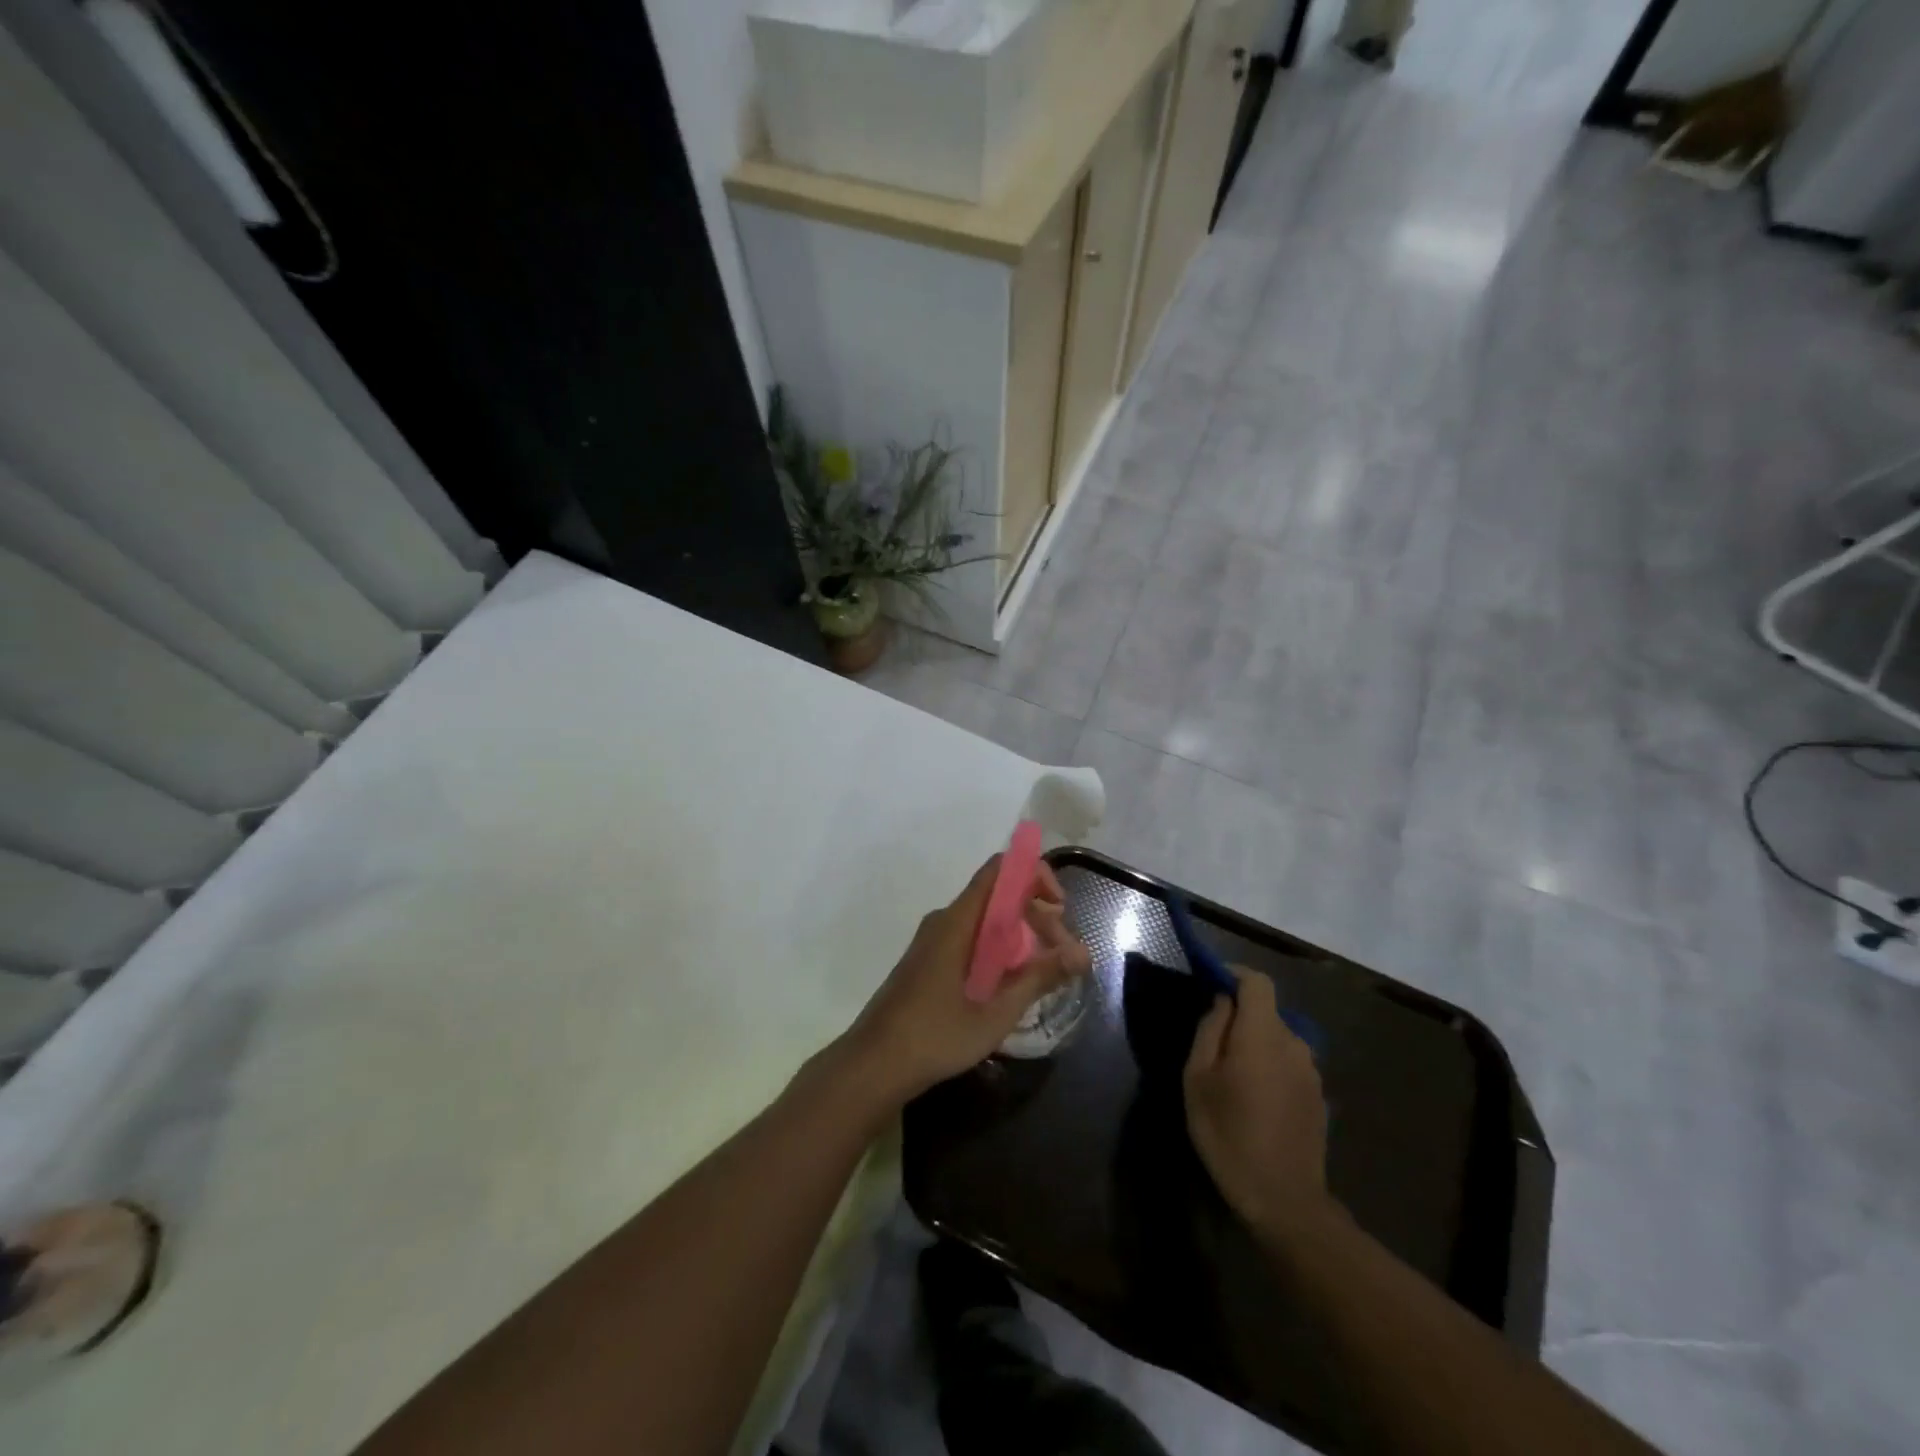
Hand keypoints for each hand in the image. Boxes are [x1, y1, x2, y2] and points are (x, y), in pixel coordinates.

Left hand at [840, 856, 1089, 1103]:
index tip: (1060, 909)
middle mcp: (945, 920)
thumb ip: (1039, 978)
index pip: (1000, 871)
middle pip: (998, 897)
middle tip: (1063, 956)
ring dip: (1020, 937)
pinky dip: (999, 950)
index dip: (1034, 876)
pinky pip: (971, 939)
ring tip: (1044, 973)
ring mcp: (934, 941)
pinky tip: (1011, 985)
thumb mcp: (996, 1012)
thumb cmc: (935, 1035)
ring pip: (986, 921)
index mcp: (959, 921)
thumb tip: (1083, 953)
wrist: (873, 1064)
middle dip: (1036, 917)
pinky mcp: (929, 961)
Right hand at [1184, 968, 1329, 1237]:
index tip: (1210, 982)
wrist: (1285, 1201)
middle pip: (1266, 1011)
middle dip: (1239, 1016)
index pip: (1257, 981)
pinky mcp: (1318, 1096)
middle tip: (1210, 1043)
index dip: (1234, 974)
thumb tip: (1221, 1002)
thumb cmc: (1229, 1135)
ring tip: (1231, 1076)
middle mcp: (1294, 1044)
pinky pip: (1288, 1064)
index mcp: (1263, 1034)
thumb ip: (1210, 1032)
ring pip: (1277, 1039)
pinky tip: (1254, 1099)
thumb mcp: (1198, 1080)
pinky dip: (1269, 1066)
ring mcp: (1311, 1072)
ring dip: (1254, 1044)